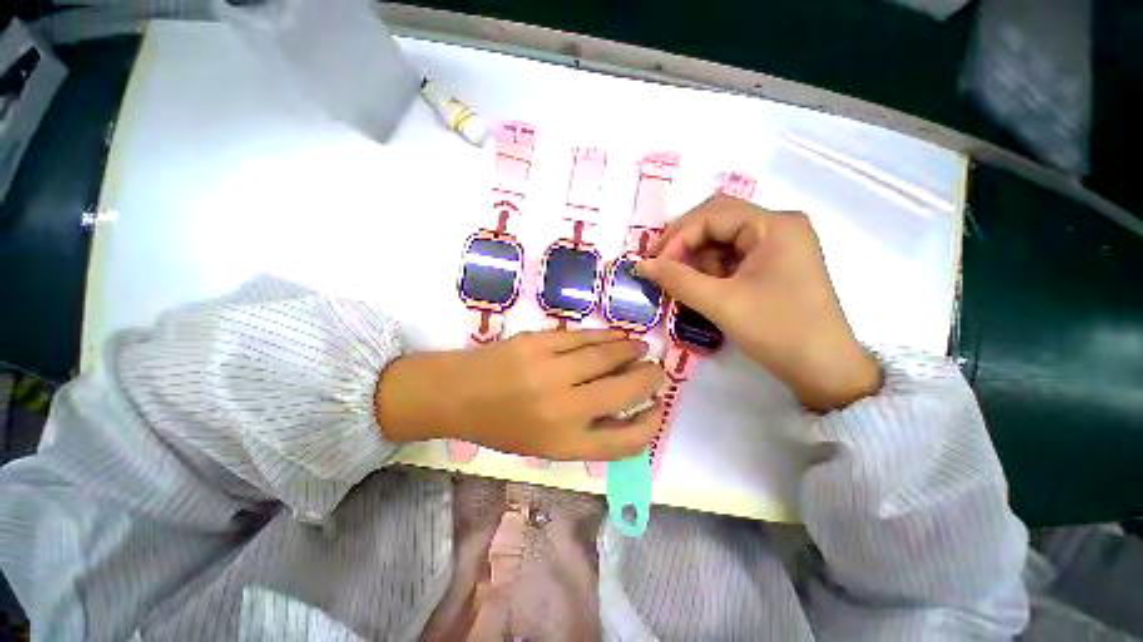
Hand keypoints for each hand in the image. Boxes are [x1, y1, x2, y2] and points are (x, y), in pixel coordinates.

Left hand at [375, 329, 663, 459]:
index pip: (626, 440)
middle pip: (625, 391)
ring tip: (642, 349)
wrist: (457, 395)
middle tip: (657, 371)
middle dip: (650, 379)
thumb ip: (587, 432)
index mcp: (564, 444)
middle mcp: (563, 409)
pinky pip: (585, 337)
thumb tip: (627, 410)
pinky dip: (607, 336)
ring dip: (632, 352)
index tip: (657, 408)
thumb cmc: (502, 426)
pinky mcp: (540, 343)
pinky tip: (618, 336)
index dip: (651, 424)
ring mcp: (551, 371)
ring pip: (608, 356)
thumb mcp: (545, 445)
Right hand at [639, 195, 880, 411]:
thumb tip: (641, 265)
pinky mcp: (774, 266)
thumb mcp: (721, 303)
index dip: (677, 237)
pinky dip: (709, 270)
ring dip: (695, 258)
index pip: (712, 215)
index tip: (654, 266)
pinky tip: (698, 287)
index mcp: (773, 225)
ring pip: (722, 240)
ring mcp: (778, 246)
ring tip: (677, 282)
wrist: (824, 370)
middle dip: (683, 242)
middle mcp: (777, 227)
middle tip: (658, 265)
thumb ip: (677, 279)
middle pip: (717, 220)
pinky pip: (732, 258)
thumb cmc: (777, 330)